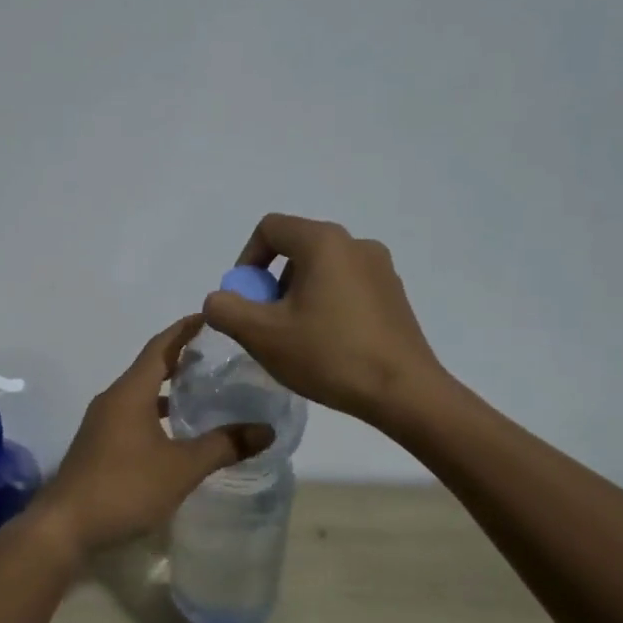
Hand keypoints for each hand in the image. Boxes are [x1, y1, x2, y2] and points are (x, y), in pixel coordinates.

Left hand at [37, 317, 273, 555]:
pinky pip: (132, 414)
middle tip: (215, 355)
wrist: (66, 525)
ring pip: (140, 393)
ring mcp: (101, 422)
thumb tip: (266, 430)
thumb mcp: (181, 468)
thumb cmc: (125, 487)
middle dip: (180, 357)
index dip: (184, 330)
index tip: (209, 317)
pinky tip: (175, 432)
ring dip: (167, 388)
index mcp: (130, 392)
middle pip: (150, 367)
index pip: (160, 346)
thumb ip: (223, 446)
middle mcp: (113, 399)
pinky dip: (155, 412)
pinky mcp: (98, 444)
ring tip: (202, 391)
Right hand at [201, 214, 446, 423]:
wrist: (404, 392)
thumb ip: (225, 309)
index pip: (270, 229)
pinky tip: (326, 345)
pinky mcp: (394, 295)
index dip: (246, 260)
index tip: (244, 299)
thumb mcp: (262, 335)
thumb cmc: (329, 355)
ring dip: (297, 296)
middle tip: (266, 324)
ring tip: (295, 339)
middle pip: (296, 249)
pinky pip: (346, 287)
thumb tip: (218, 300)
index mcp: (324, 242)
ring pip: (321, 270)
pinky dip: (325, 305)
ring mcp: (381, 269)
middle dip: (271, 283)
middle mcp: (355, 244)